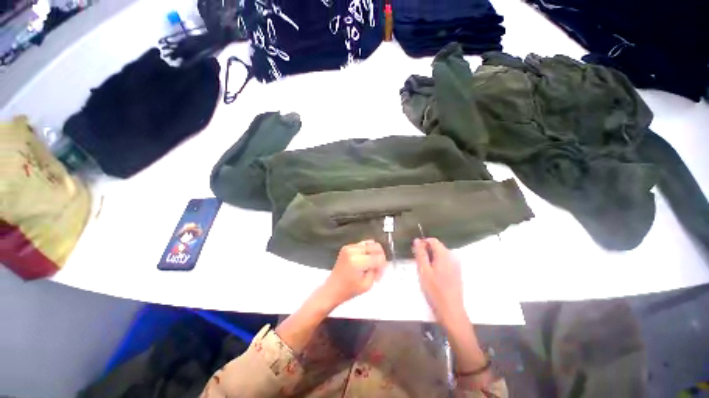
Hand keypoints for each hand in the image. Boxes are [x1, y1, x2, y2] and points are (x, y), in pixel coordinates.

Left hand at [320, 240, 386, 307]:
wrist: (332, 289)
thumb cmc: (348, 290)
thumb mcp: (367, 285)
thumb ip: (377, 271)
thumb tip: (382, 262)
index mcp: (357, 262)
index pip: (378, 257)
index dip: (383, 265)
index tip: (381, 272)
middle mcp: (352, 251)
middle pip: (375, 246)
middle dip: (380, 256)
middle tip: (379, 266)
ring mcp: (349, 247)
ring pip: (370, 243)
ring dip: (373, 253)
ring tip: (371, 264)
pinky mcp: (347, 247)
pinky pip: (363, 244)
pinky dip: (367, 251)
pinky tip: (365, 261)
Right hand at [412, 238, 466, 326]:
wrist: (451, 311)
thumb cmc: (435, 290)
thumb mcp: (423, 270)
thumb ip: (420, 254)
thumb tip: (417, 240)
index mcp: (444, 255)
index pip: (433, 241)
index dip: (423, 243)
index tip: (415, 252)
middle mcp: (452, 257)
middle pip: (437, 247)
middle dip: (427, 252)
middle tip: (419, 264)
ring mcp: (456, 266)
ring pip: (441, 256)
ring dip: (431, 259)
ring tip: (425, 271)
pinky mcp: (457, 273)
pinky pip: (445, 263)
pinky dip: (437, 265)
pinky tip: (433, 276)